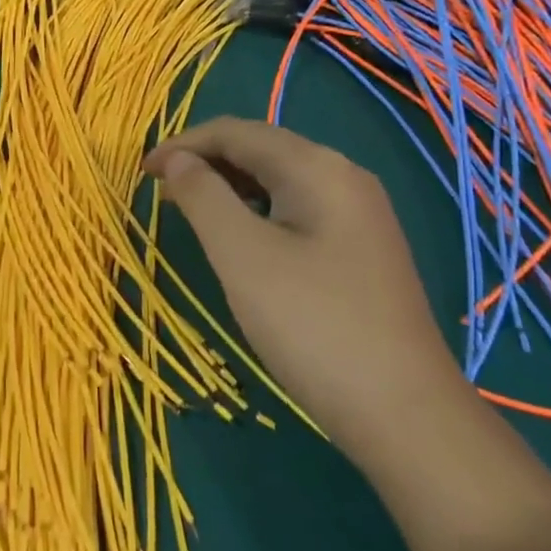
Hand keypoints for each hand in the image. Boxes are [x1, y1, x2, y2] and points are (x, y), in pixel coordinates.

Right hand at [145, 118, 471, 468]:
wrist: (408, 418)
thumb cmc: (312, 326)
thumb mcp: (242, 255)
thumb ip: (203, 195)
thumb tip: (178, 160)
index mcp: (317, 167)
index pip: (236, 132)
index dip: (183, 144)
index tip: (142, 172)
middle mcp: (343, 177)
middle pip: (260, 148)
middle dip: (205, 161)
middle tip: (160, 190)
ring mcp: (359, 214)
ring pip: (278, 179)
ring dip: (228, 185)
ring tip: (189, 209)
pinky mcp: (362, 248)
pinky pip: (296, 207)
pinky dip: (256, 209)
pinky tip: (239, 237)